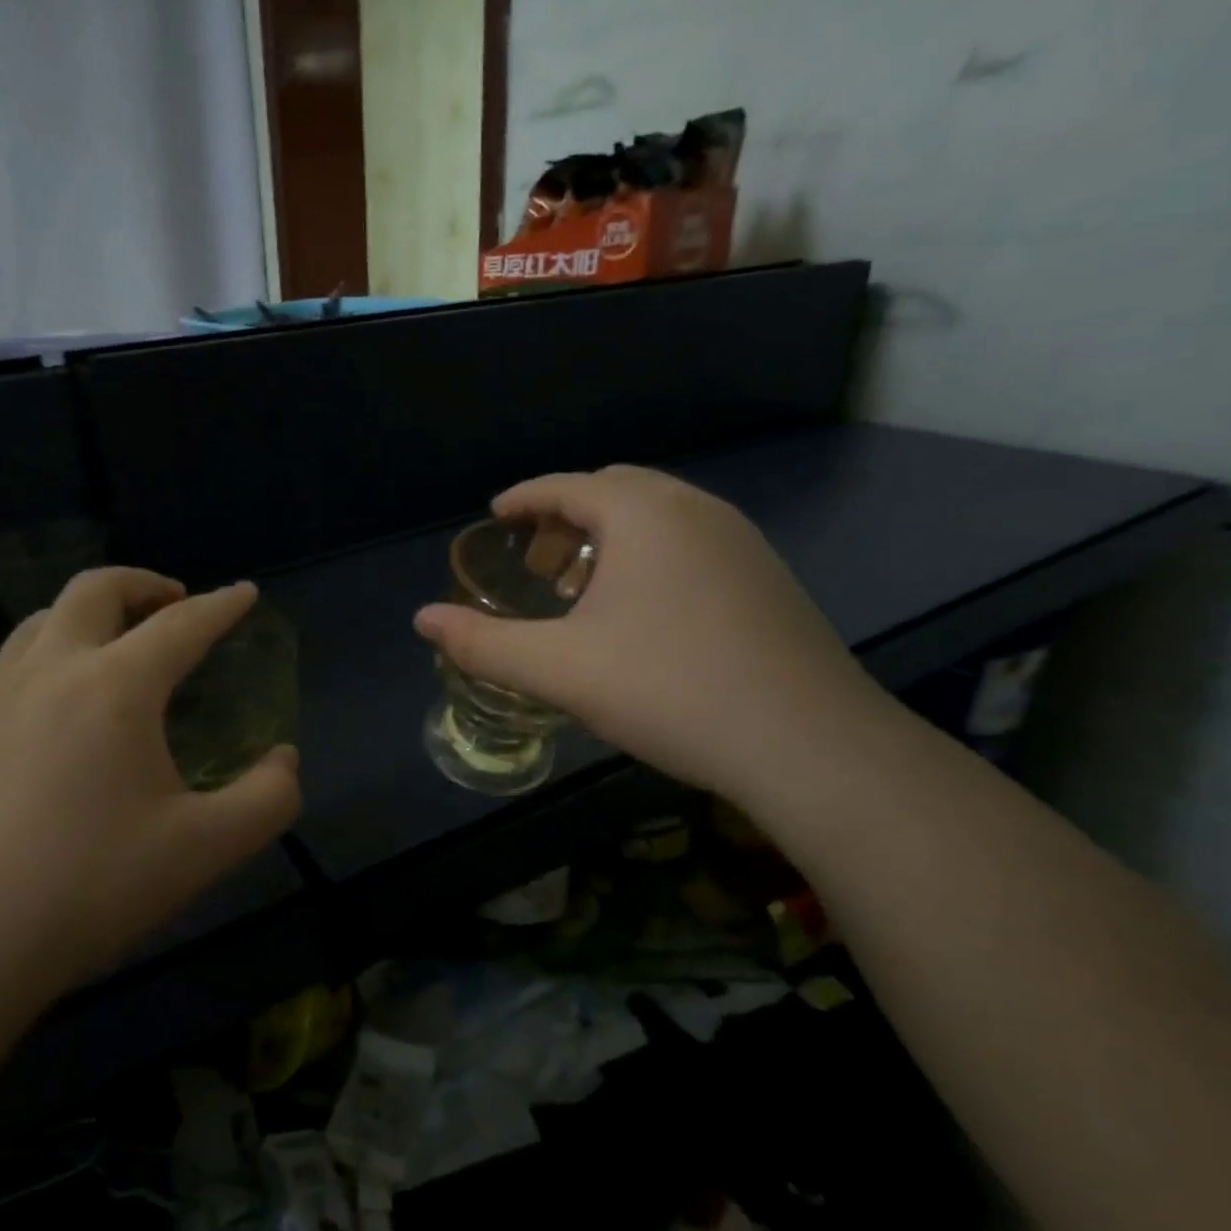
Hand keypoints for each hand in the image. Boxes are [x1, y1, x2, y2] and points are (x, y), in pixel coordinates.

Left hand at [0, 570, 300, 991]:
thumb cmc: (87, 888)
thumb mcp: (204, 850)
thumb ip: (267, 799)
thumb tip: (284, 761)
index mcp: (114, 687)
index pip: (182, 625)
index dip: (222, 605)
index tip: (245, 593)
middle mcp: (49, 670)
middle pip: (96, 589)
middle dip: (144, 584)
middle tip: (174, 603)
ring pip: (44, 618)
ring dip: (90, 613)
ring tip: (115, 645)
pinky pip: (11, 663)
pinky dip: (50, 654)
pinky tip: (57, 707)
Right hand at [414, 466, 887, 804]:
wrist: (808, 745)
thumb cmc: (669, 690)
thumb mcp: (559, 669)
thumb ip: (482, 643)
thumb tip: (422, 619)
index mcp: (643, 515)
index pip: (568, 485)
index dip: (525, 498)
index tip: (496, 516)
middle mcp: (695, 510)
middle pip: (614, 491)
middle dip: (565, 518)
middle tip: (538, 566)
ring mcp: (740, 541)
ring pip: (657, 516)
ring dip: (609, 538)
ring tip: (582, 591)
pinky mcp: (766, 577)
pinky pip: (690, 542)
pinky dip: (649, 556)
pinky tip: (641, 614)